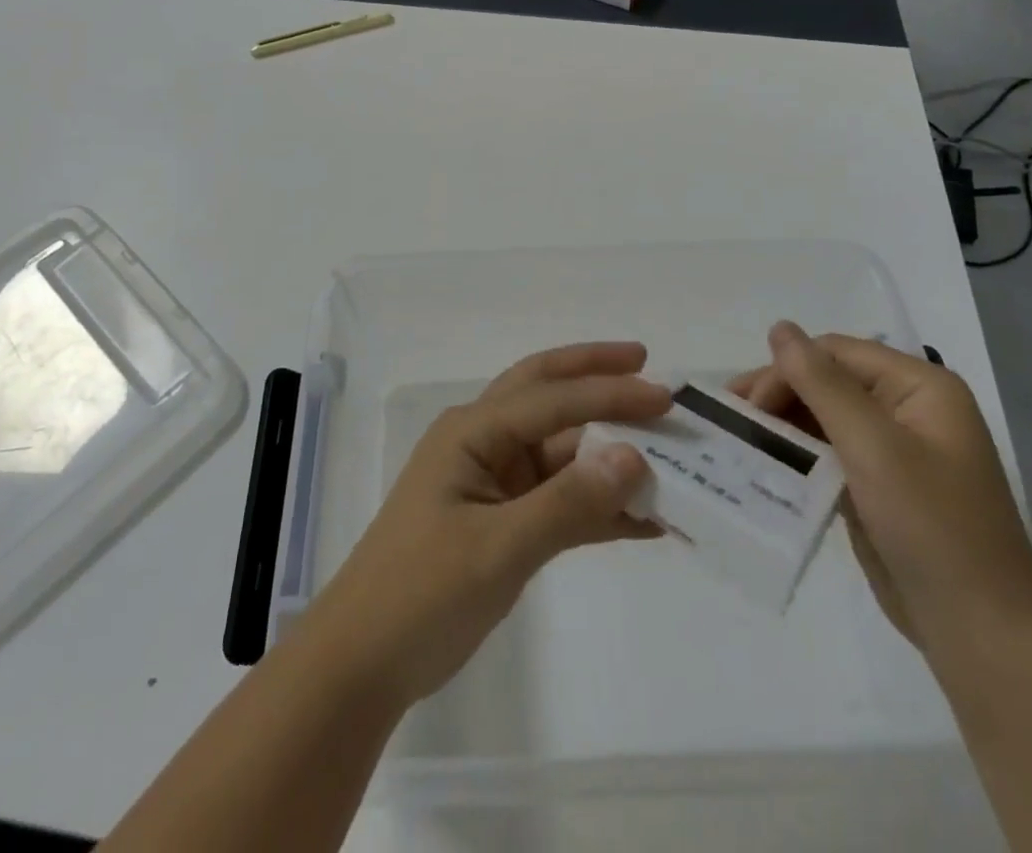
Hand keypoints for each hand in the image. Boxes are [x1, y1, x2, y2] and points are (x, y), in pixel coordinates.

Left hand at [307, 342, 669, 707]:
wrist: (364, 664)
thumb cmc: (421, 594)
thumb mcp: (497, 549)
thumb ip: (566, 503)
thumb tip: (634, 455)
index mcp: (472, 430)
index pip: (550, 398)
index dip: (608, 393)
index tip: (663, 395)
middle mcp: (484, 441)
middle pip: (548, 395)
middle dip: (594, 377)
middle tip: (648, 367)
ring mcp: (494, 481)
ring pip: (561, 450)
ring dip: (609, 451)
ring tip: (667, 449)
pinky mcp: (504, 520)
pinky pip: (561, 499)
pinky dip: (599, 504)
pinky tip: (645, 518)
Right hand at [731, 324, 1031, 654]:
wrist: (982, 634)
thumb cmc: (932, 528)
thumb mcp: (873, 447)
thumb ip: (821, 383)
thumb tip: (779, 327)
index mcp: (920, 387)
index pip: (836, 353)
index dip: (787, 370)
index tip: (747, 406)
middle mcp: (908, 408)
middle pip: (828, 381)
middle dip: (779, 394)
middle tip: (733, 418)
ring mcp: (895, 449)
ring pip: (824, 417)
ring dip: (784, 424)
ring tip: (740, 438)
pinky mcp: (880, 485)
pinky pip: (830, 453)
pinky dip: (798, 455)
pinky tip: (767, 463)